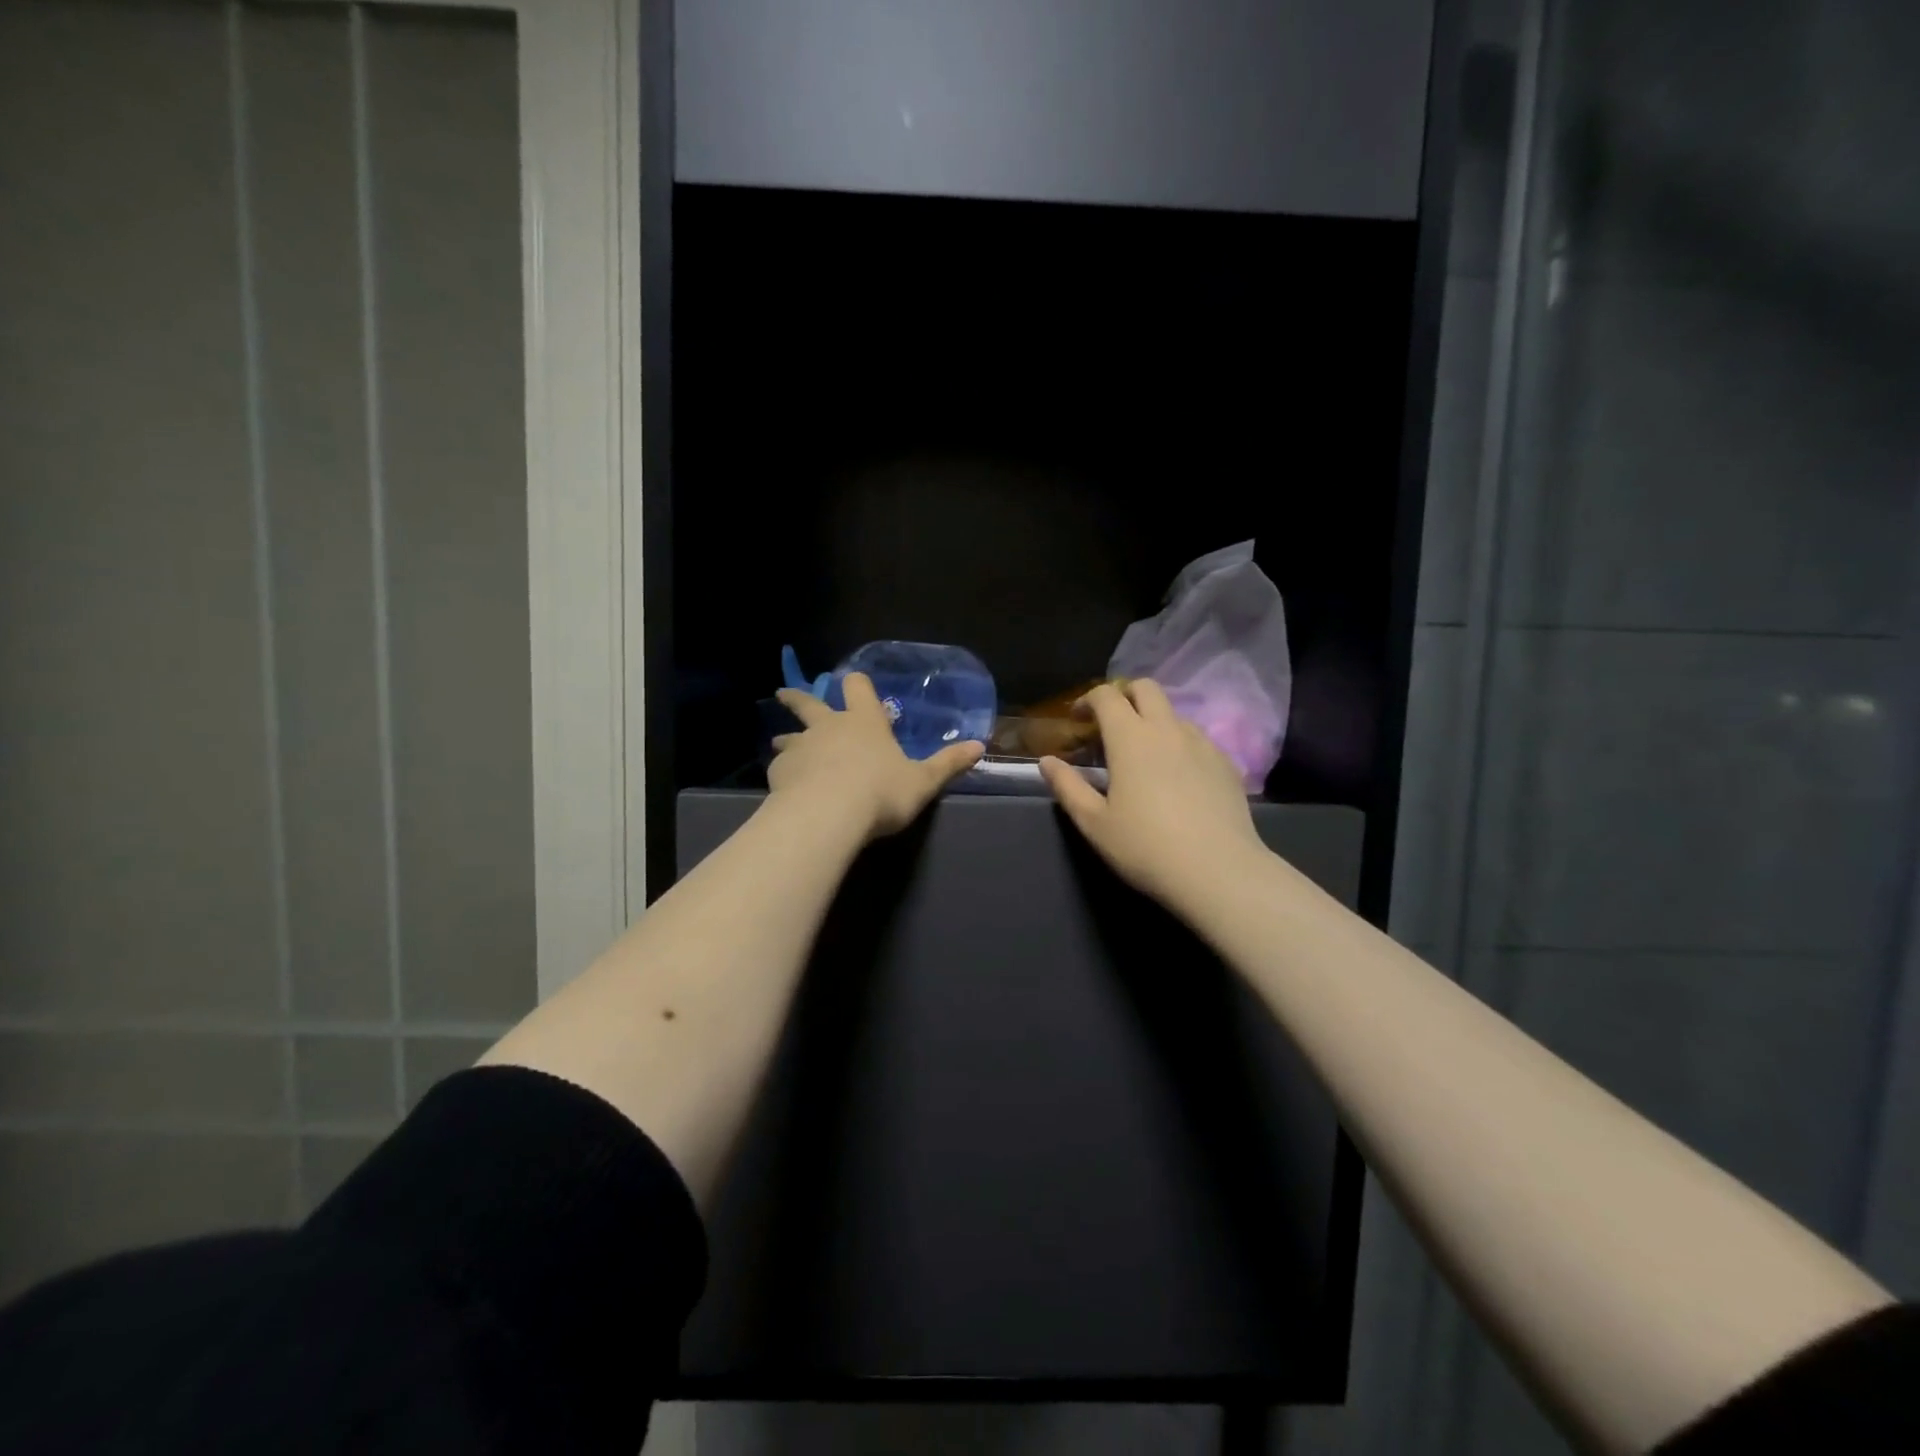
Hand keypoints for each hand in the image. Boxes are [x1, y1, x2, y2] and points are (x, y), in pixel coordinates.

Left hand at [771, 673, 983, 840]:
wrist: (829, 815)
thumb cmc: (881, 792)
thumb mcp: (923, 782)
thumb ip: (948, 764)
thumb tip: (979, 746)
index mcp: (865, 722)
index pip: (857, 687)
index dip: (856, 683)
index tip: (849, 681)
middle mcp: (829, 726)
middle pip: (809, 703)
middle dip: (797, 698)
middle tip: (783, 694)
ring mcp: (801, 747)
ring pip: (788, 736)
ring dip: (786, 739)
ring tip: (779, 744)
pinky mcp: (780, 772)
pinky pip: (779, 766)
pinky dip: (782, 772)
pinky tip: (784, 785)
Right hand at [1039, 680, 1265, 911]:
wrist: (1218, 871)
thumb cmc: (1145, 847)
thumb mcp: (1094, 823)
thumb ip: (1067, 786)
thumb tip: (1047, 761)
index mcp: (1130, 738)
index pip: (1106, 695)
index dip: (1087, 700)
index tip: (1078, 720)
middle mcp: (1167, 729)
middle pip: (1146, 688)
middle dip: (1124, 696)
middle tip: (1110, 726)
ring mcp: (1202, 744)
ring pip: (1173, 713)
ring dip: (1153, 720)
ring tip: (1143, 755)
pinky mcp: (1226, 763)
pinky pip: (1197, 738)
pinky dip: (1179, 743)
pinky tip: (1176, 777)